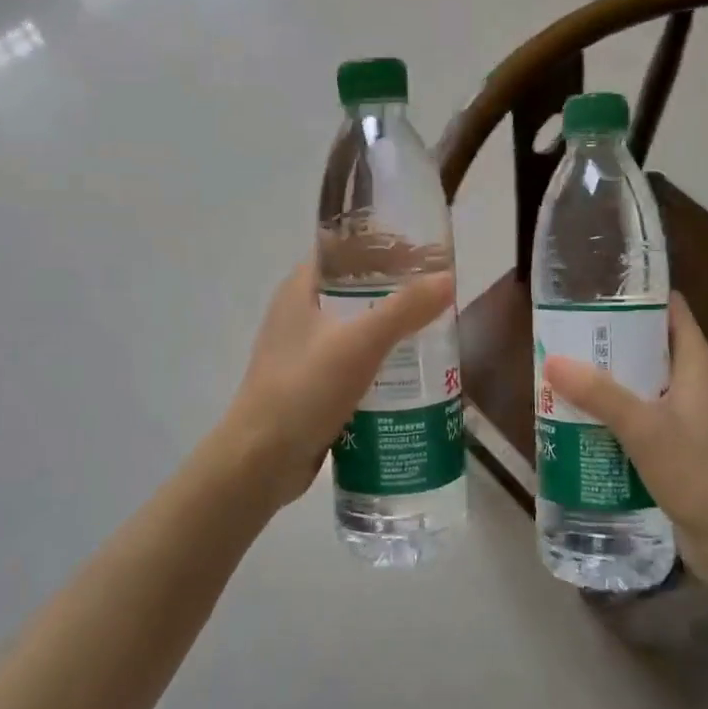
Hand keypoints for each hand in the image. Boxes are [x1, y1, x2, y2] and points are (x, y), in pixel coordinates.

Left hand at [223, 263, 455, 511]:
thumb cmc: (303, 390)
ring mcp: (304, 350)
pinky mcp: (312, 384)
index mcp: (301, 289)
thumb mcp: (359, 344)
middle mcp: (300, 313)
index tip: (426, 255)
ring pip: (357, 327)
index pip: (345, 250)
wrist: (260, 462)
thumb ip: (404, 310)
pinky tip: (412, 375)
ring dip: (392, 328)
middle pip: (356, 288)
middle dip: (397, 290)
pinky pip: (355, 361)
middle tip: (440, 298)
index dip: (384, 246)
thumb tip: (448, 278)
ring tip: (435, 333)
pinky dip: (381, 361)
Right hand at [543, 295, 707, 558]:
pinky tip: (583, 415)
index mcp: (697, 364)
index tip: (595, 289)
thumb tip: (552, 360)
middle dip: (611, 337)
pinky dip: (616, 408)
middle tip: (566, 332)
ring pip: (644, 380)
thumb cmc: (698, 474)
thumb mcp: (644, 430)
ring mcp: (687, 414)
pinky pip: (642, 411)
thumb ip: (600, 394)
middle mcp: (694, 382)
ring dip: (610, 375)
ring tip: (565, 369)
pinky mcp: (678, 442)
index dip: (637, 294)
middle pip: (651, 343)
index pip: (671, 310)